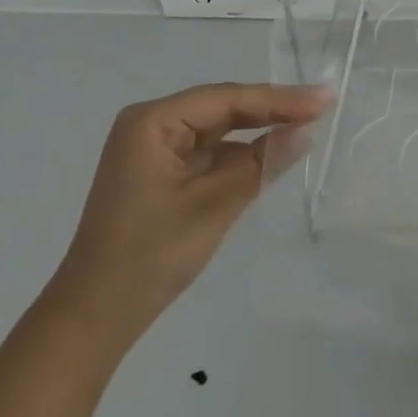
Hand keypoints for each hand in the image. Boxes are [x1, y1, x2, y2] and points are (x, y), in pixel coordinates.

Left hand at [47, 82, 328, 331]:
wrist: (93, 318)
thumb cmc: (149, 256)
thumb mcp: (213, 206)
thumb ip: (261, 163)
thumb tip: (306, 131)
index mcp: (152, 121)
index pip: (227, 99)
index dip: (279, 98)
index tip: (324, 98)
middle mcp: (151, 124)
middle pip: (223, 108)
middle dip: (272, 109)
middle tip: (323, 105)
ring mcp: (155, 148)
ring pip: (219, 129)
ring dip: (259, 129)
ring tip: (308, 122)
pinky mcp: (162, 172)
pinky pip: (210, 152)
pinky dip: (241, 153)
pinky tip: (273, 150)